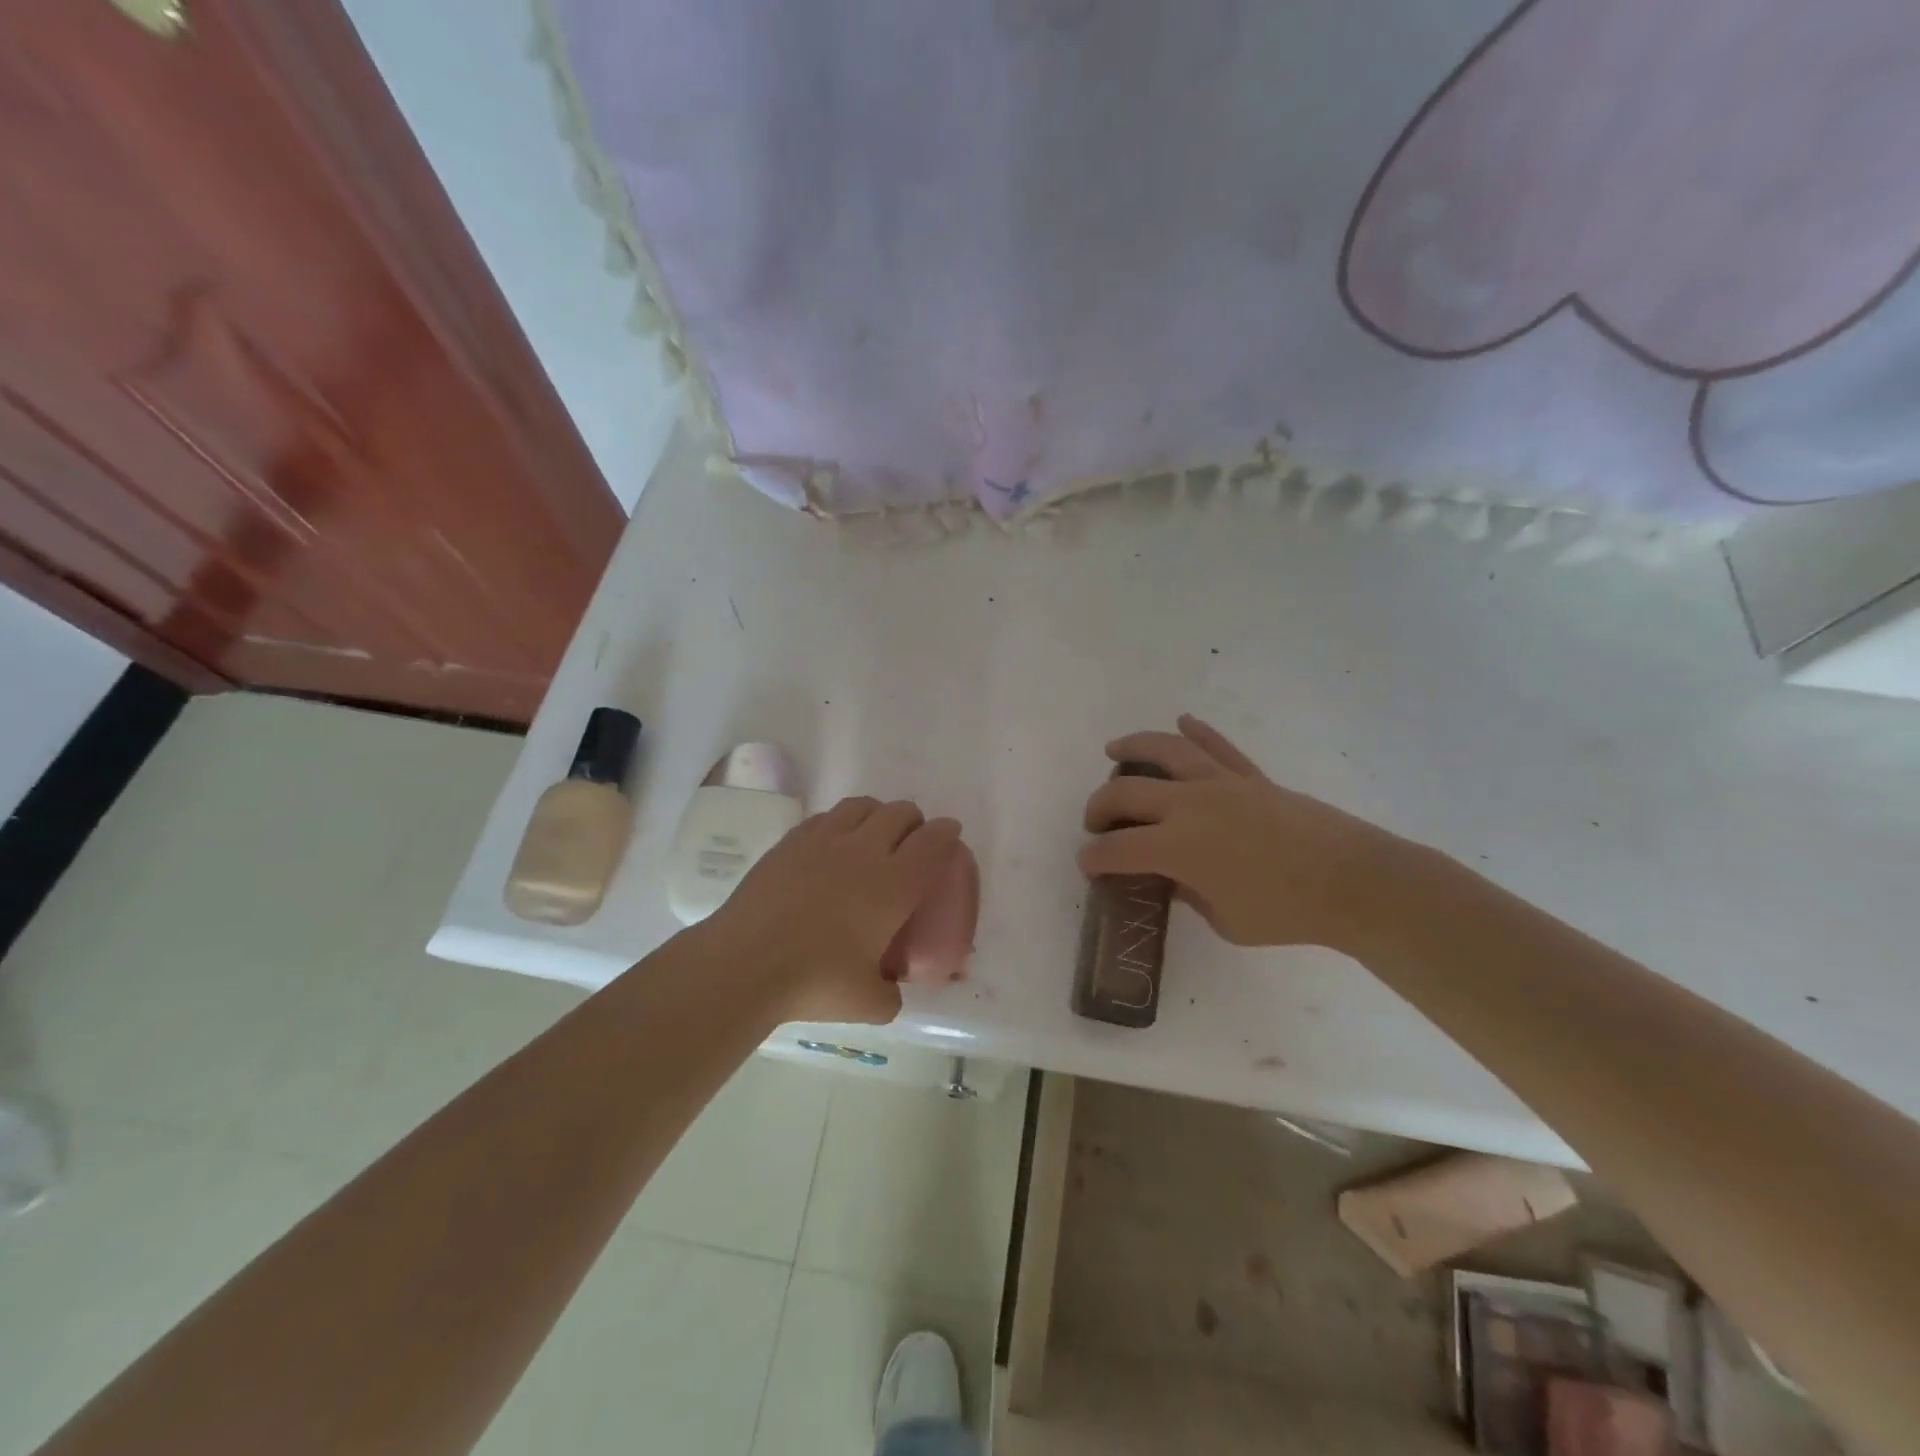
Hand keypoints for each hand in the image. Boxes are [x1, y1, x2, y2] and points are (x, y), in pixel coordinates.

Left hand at [706, 796, 962, 1023]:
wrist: (746, 962)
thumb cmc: (816, 981)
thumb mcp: (869, 1004)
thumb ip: (890, 994)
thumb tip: (891, 991)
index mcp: (894, 884)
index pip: (931, 842)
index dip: (945, 832)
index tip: (949, 832)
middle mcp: (864, 850)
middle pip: (900, 813)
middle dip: (914, 820)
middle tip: (912, 839)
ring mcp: (825, 840)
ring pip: (863, 805)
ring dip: (878, 813)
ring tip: (874, 831)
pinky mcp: (792, 840)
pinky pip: (827, 816)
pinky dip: (841, 822)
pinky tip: (833, 842)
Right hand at [1079, 715, 1406, 953]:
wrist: (1353, 882)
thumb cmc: (1286, 912)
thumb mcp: (1225, 921)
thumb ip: (1189, 895)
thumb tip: (1174, 877)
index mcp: (1178, 847)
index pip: (1118, 849)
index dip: (1094, 858)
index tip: (1087, 864)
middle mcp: (1189, 805)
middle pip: (1126, 793)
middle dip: (1100, 807)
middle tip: (1096, 823)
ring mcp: (1221, 783)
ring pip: (1166, 751)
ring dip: (1133, 747)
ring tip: (1114, 750)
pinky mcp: (1251, 777)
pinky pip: (1218, 747)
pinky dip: (1199, 732)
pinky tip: (1184, 722)